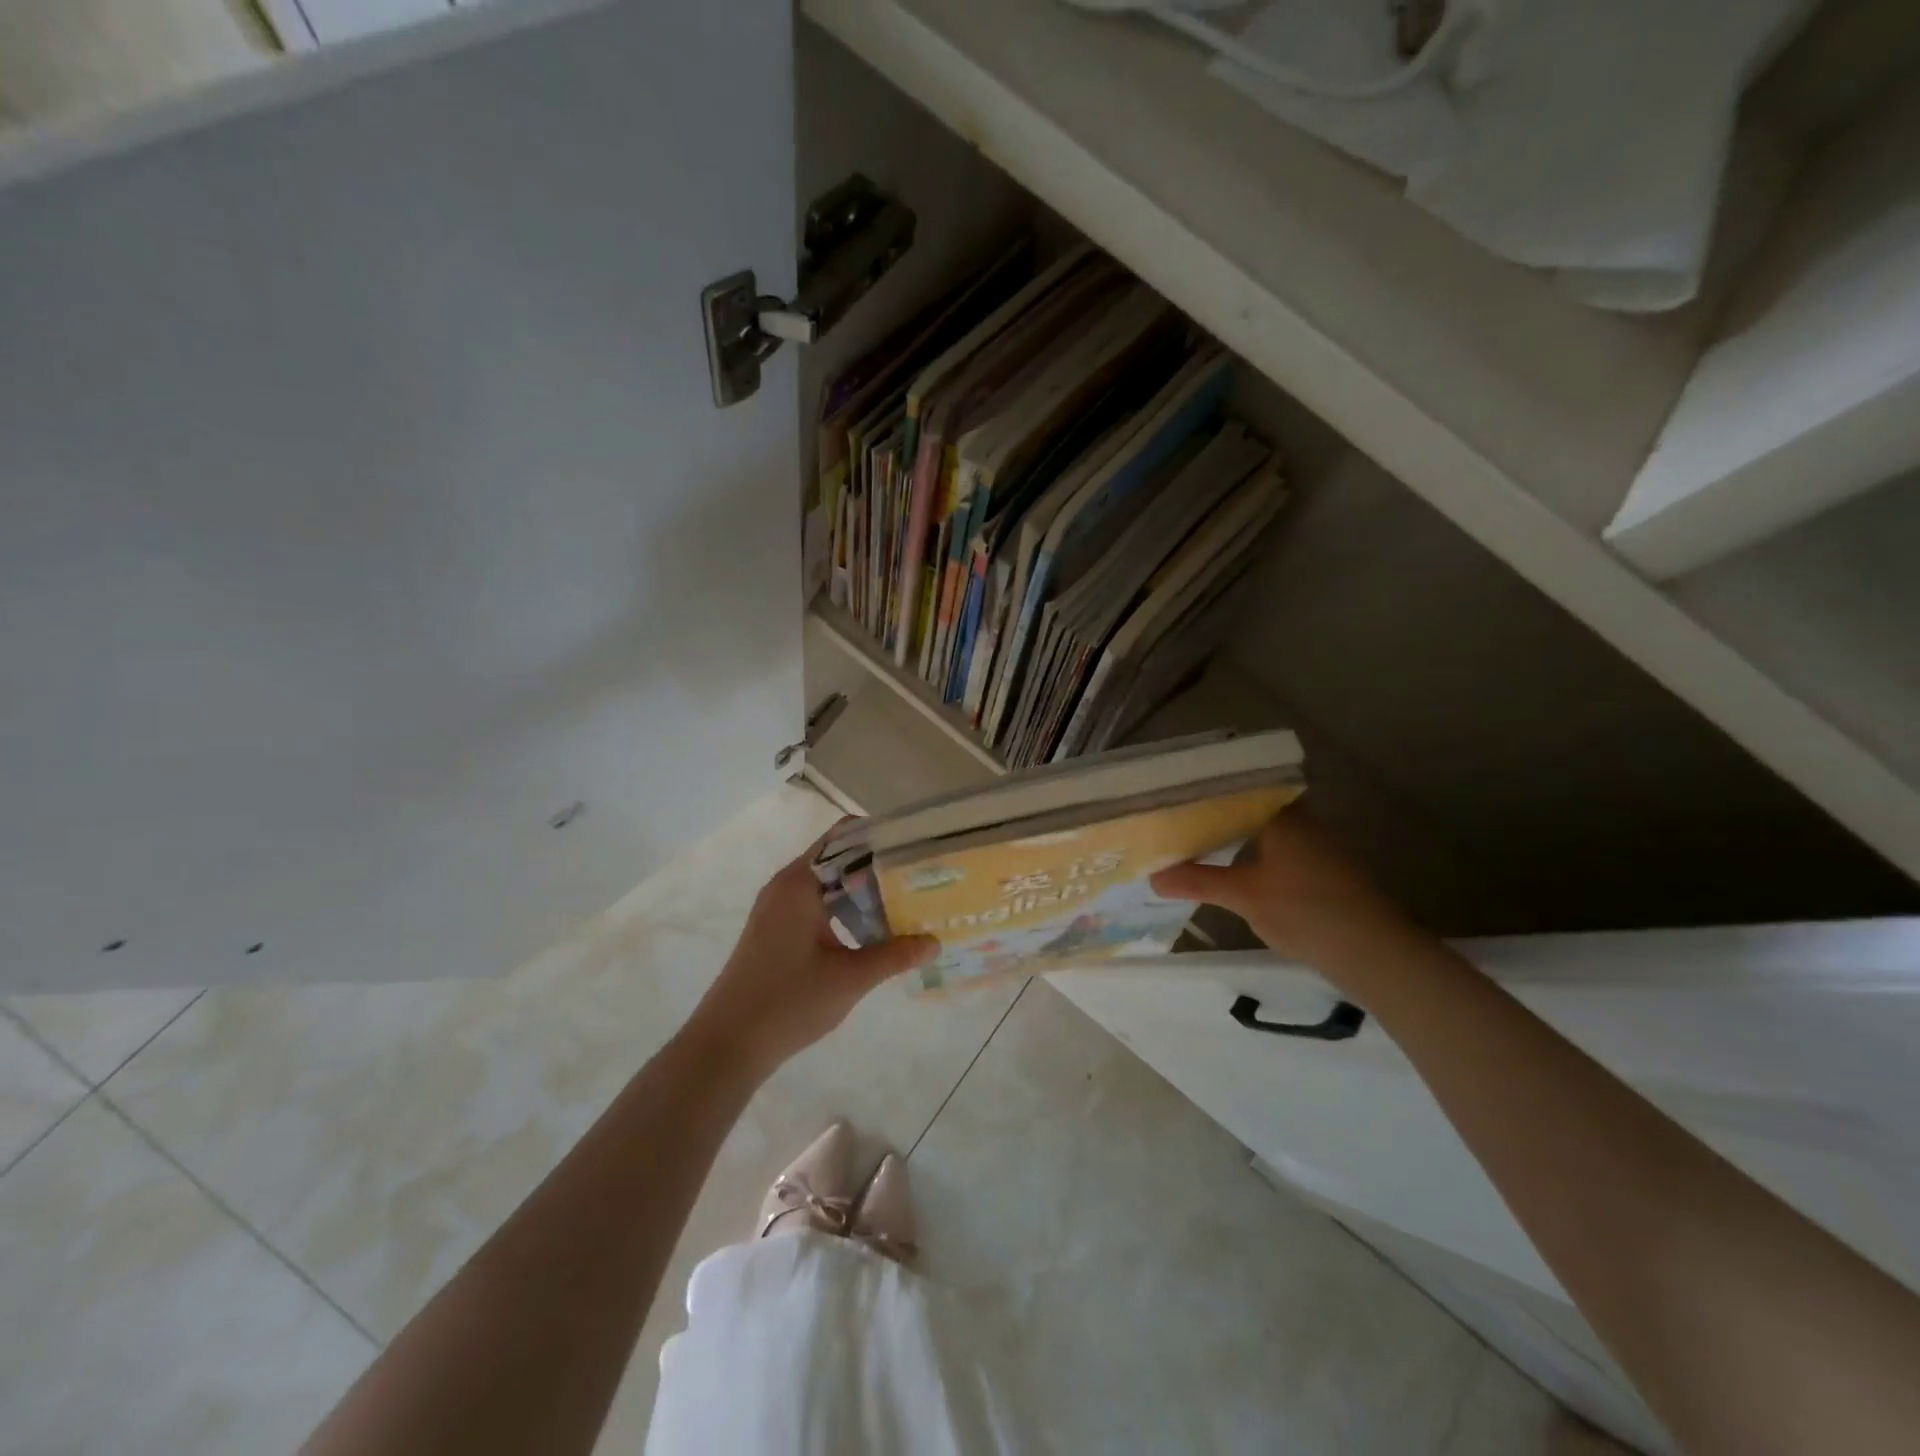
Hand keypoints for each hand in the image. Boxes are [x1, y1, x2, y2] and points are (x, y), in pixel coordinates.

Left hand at [687, 827, 937, 1076]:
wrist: (726, 1045)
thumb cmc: (788, 1002)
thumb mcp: (850, 978)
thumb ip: (895, 955)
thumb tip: (935, 941)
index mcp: (799, 883)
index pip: (844, 836)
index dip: (880, 836)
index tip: (915, 846)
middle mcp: (785, 885)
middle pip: (837, 858)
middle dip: (877, 865)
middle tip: (919, 876)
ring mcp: (776, 908)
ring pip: (827, 884)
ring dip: (861, 889)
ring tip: (904, 900)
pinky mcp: (774, 930)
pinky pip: (815, 903)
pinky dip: (843, 907)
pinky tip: (870, 929)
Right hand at [1150, 810, 1414, 968]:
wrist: (1373, 953)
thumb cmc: (1304, 911)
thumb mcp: (1243, 895)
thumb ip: (1198, 881)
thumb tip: (1153, 877)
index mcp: (1284, 815)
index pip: (1242, 787)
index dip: (1211, 788)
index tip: (1180, 791)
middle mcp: (1304, 822)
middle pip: (1255, 808)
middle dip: (1221, 812)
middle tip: (1182, 817)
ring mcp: (1319, 848)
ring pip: (1270, 830)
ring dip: (1240, 835)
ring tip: (1201, 841)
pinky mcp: (1327, 873)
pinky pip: (1282, 851)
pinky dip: (1257, 854)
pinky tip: (1238, 869)